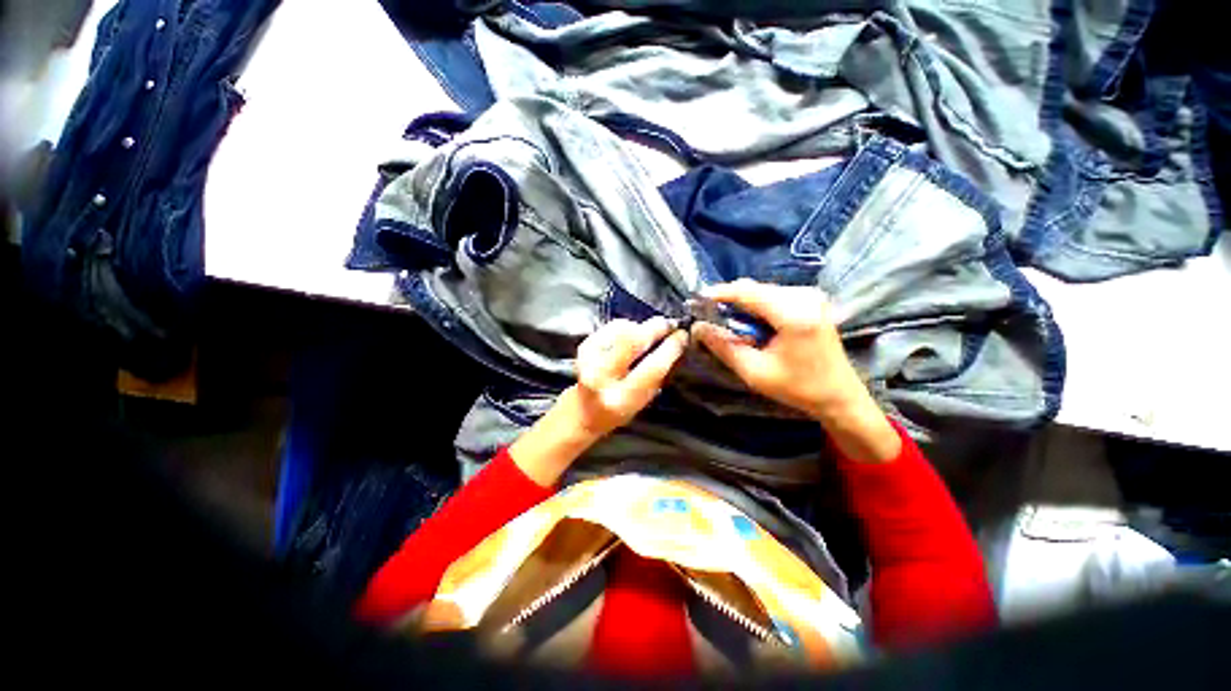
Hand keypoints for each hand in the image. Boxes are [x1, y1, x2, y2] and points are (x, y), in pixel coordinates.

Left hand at [509, 317, 687, 486]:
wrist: (582, 411)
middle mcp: (602, 379)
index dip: (669, 349)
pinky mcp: (583, 348)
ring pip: (620, 331)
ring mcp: (588, 361)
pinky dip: (625, 326)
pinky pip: (610, 328)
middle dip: (654, 329)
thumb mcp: (642, 402)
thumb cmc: (618, 410)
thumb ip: (656, 377)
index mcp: (621, 399)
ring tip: (650, 331)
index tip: (682, 336)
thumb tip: (674, 345)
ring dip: (640, 327)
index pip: (651, 369)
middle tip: (669, 324)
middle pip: (631, 343)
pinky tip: (632, 332)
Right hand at [691, 279, 899, 461]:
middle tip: (711, 318)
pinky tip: (753, 325)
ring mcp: (812, 296)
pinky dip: (757, 306)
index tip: (697, 300)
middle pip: (755, 288)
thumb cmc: (797, 388)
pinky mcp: (813, 300)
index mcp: (793, 314)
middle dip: (730, 300)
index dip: (719, 293)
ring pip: (763, 290)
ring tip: (732, 326)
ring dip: (743, 304)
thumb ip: (723, 347)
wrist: (840, 395)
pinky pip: (774, 295)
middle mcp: (805, 296)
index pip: (747, 292)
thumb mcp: (754, 372)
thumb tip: (698, 327)